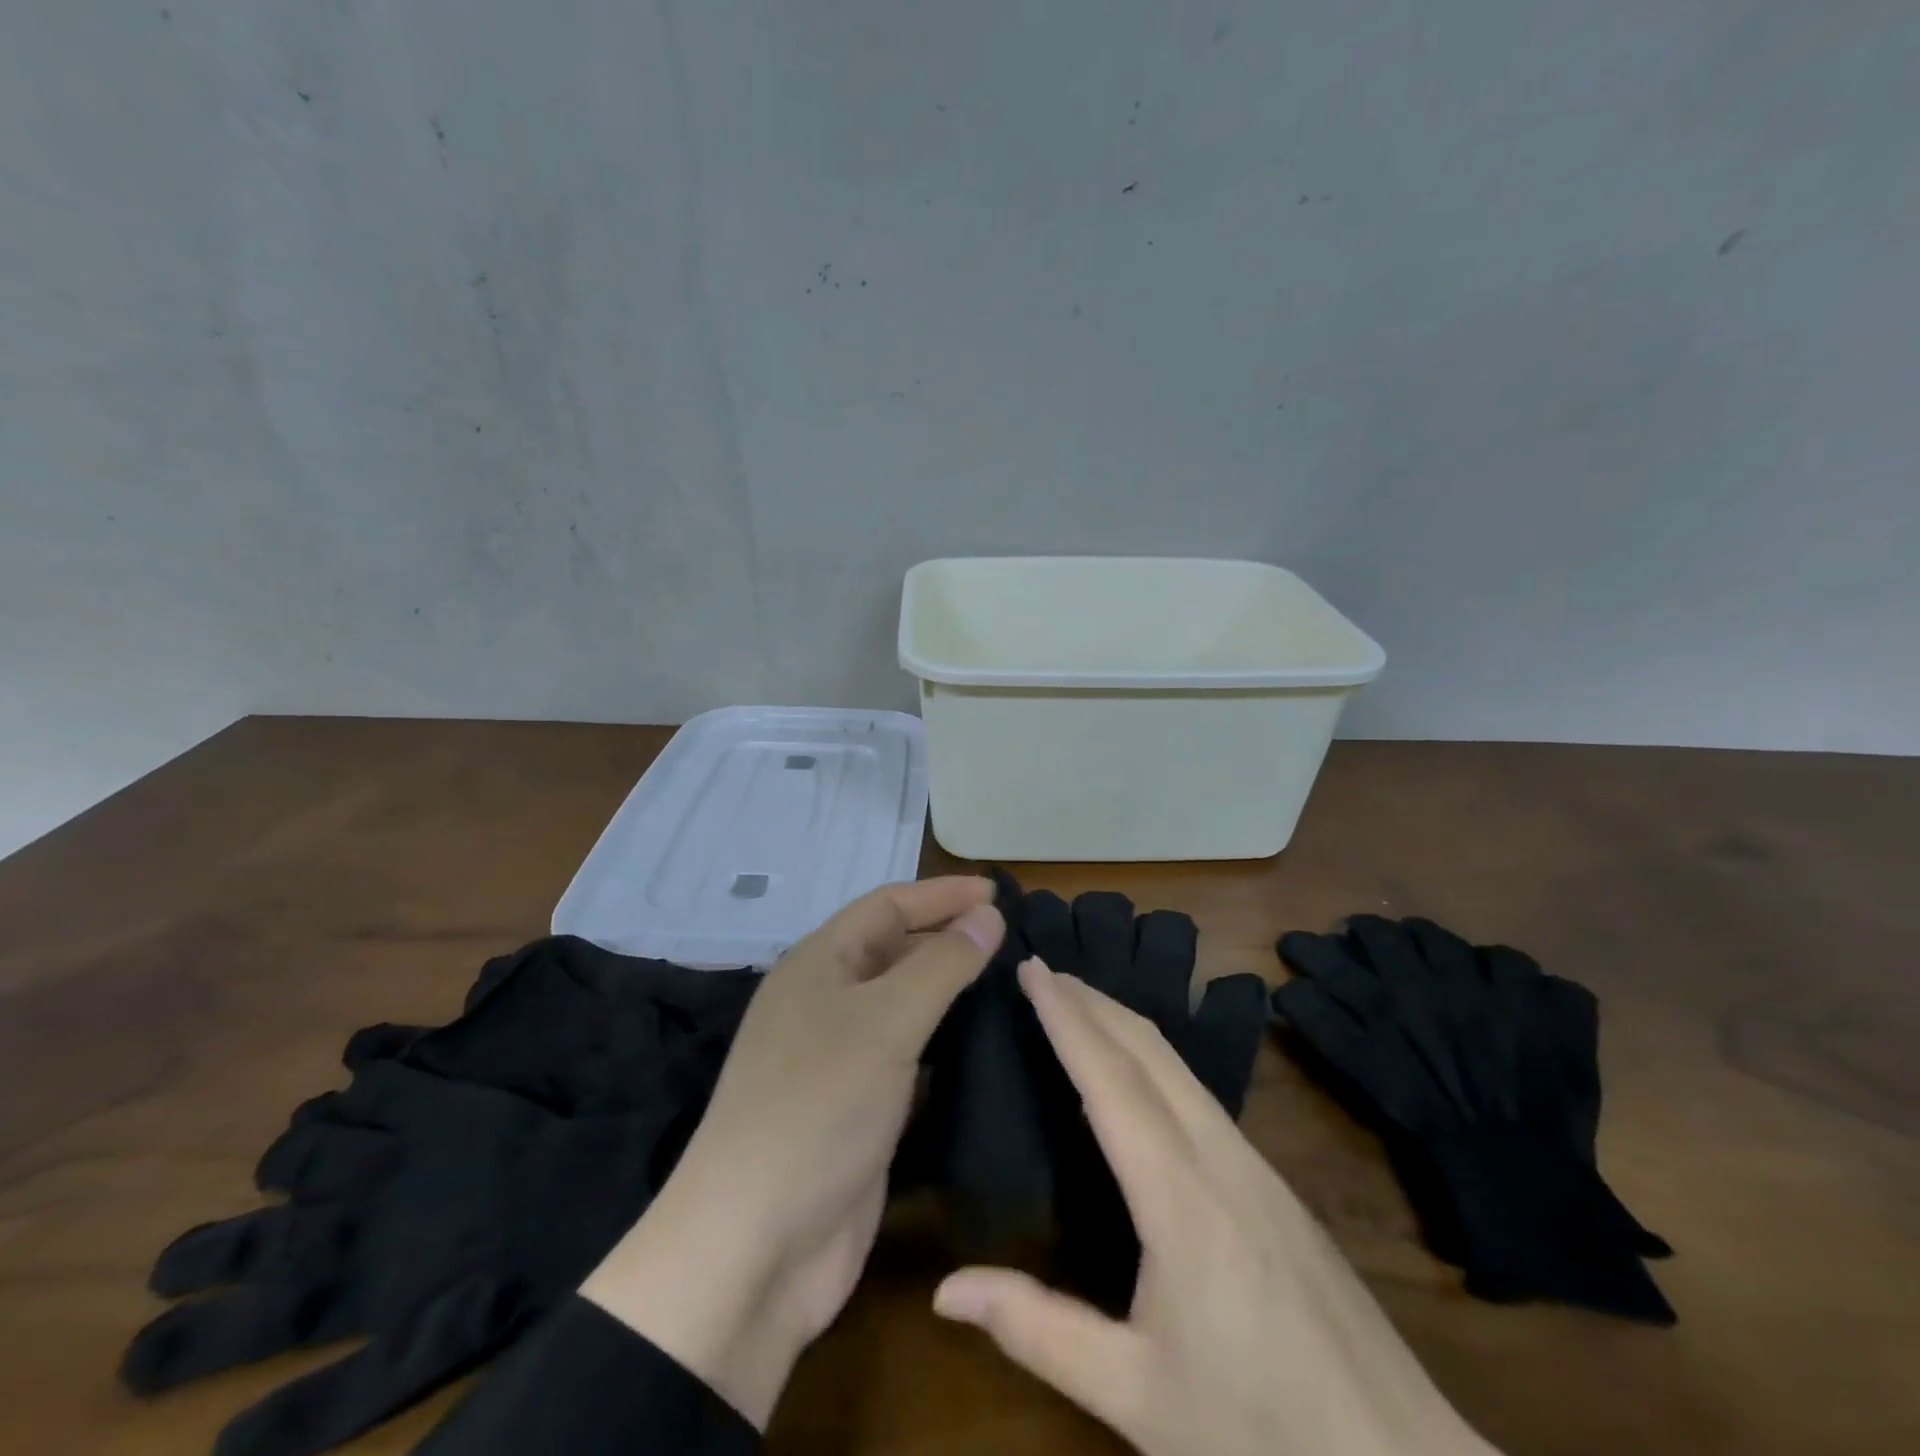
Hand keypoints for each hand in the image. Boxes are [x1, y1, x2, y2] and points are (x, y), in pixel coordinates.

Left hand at [581, 876, 1003, 1427]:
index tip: (1000, 893)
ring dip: (950, 991)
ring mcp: (840, 1058)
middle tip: (1013, 938)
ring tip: (1010, 983)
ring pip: (903, 1004)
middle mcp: (826, 1001)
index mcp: (818, 964)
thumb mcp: (885, 1022)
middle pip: (895, 950)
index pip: (888, 906)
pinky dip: (944, 1044)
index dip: (943, 894)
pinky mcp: (858, 1108)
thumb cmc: (818, 1107)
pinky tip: (984, 1047)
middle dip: (948, 937)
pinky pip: (908, 1056)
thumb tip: (987, 916)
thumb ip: (941, 965)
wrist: (755, 1248)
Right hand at [933, 959, 1497, 1455]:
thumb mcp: (1136, 1395)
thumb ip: (1038, 1331)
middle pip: (1148, 1051)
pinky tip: (1139, 1075)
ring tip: (1079, 1002)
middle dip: (1092, 1000)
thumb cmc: (1260, 1431)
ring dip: (1123, 1023)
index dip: (1066, 1018)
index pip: (1109, 1080)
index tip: (1031, 969)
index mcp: (1179, 1197)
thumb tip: (946, 1289)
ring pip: (1179, 1066)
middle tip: (1042, 969)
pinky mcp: (1275, 1185)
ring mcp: (1256, 1166)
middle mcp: (1219, 1158)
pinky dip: (1153, 1057)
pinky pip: (1200, 1094)